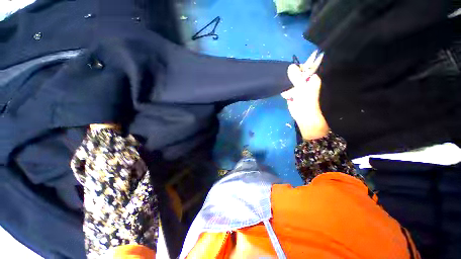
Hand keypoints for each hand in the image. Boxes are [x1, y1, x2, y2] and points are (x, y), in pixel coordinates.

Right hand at [281, 52, 328, 139]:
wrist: (302, 115)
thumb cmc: (306, 100)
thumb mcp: (302, 87)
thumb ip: (296, 76)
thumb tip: (291, 66)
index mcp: (311, 78)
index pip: (303, 68)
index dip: (297, 68)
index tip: (291, 71)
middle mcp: (304, 82)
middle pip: (294, 75)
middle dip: (290, 79)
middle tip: (290, 85)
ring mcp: (297, 88)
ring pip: (289, 82)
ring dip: (287, 87)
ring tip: (291, 94)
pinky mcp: (291, 94)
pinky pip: (286, 89)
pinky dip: (286, 93)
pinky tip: (288, 97)